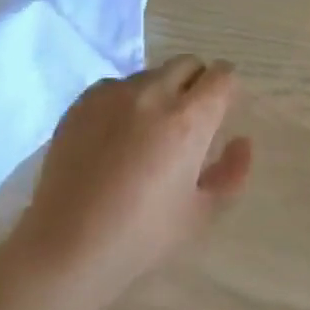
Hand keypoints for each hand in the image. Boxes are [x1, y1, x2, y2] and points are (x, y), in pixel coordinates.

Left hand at [12, 55, 252, 302]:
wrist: (67, 245)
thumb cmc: (143, 235)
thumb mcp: (202, 213)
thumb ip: (232, 172)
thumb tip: (241, 141)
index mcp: (188, 120)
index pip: (222, 76)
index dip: (228, 89)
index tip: (222, 110)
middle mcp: (153, 94)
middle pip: (188, 64)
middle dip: (197, 83)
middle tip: (189, 121)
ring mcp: (113, 94)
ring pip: (151, 74)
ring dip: (161, 92)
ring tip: (148, 133)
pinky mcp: (82, 102)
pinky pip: (116, 87)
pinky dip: (126, 101)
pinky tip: (115, 137)